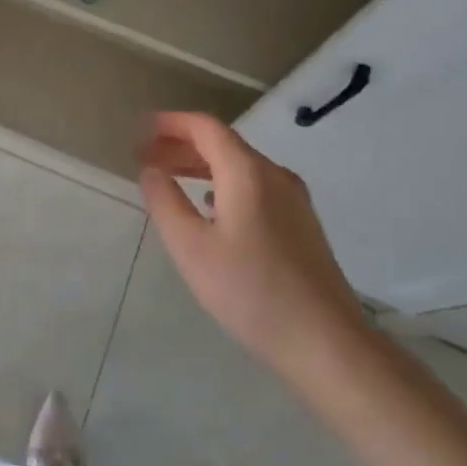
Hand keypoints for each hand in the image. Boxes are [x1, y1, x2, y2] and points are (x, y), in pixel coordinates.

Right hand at [139, 112, 369, 382]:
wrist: (325, 342)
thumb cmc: (250, 291)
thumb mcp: (191, 248)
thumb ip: (165, 202)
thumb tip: (151, 170)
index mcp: (247, 172)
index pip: (205, 128)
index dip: (171, 123)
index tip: (141, 129)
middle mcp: (274, 175)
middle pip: (223, 144)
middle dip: (181, 145)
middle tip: (145, 157)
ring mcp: (293, 199)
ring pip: (239, 166)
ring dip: (200, 165)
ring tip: (169, 177)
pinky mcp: (301, 224)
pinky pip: (254, 186)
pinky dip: (222, 184)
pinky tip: (209, 206)